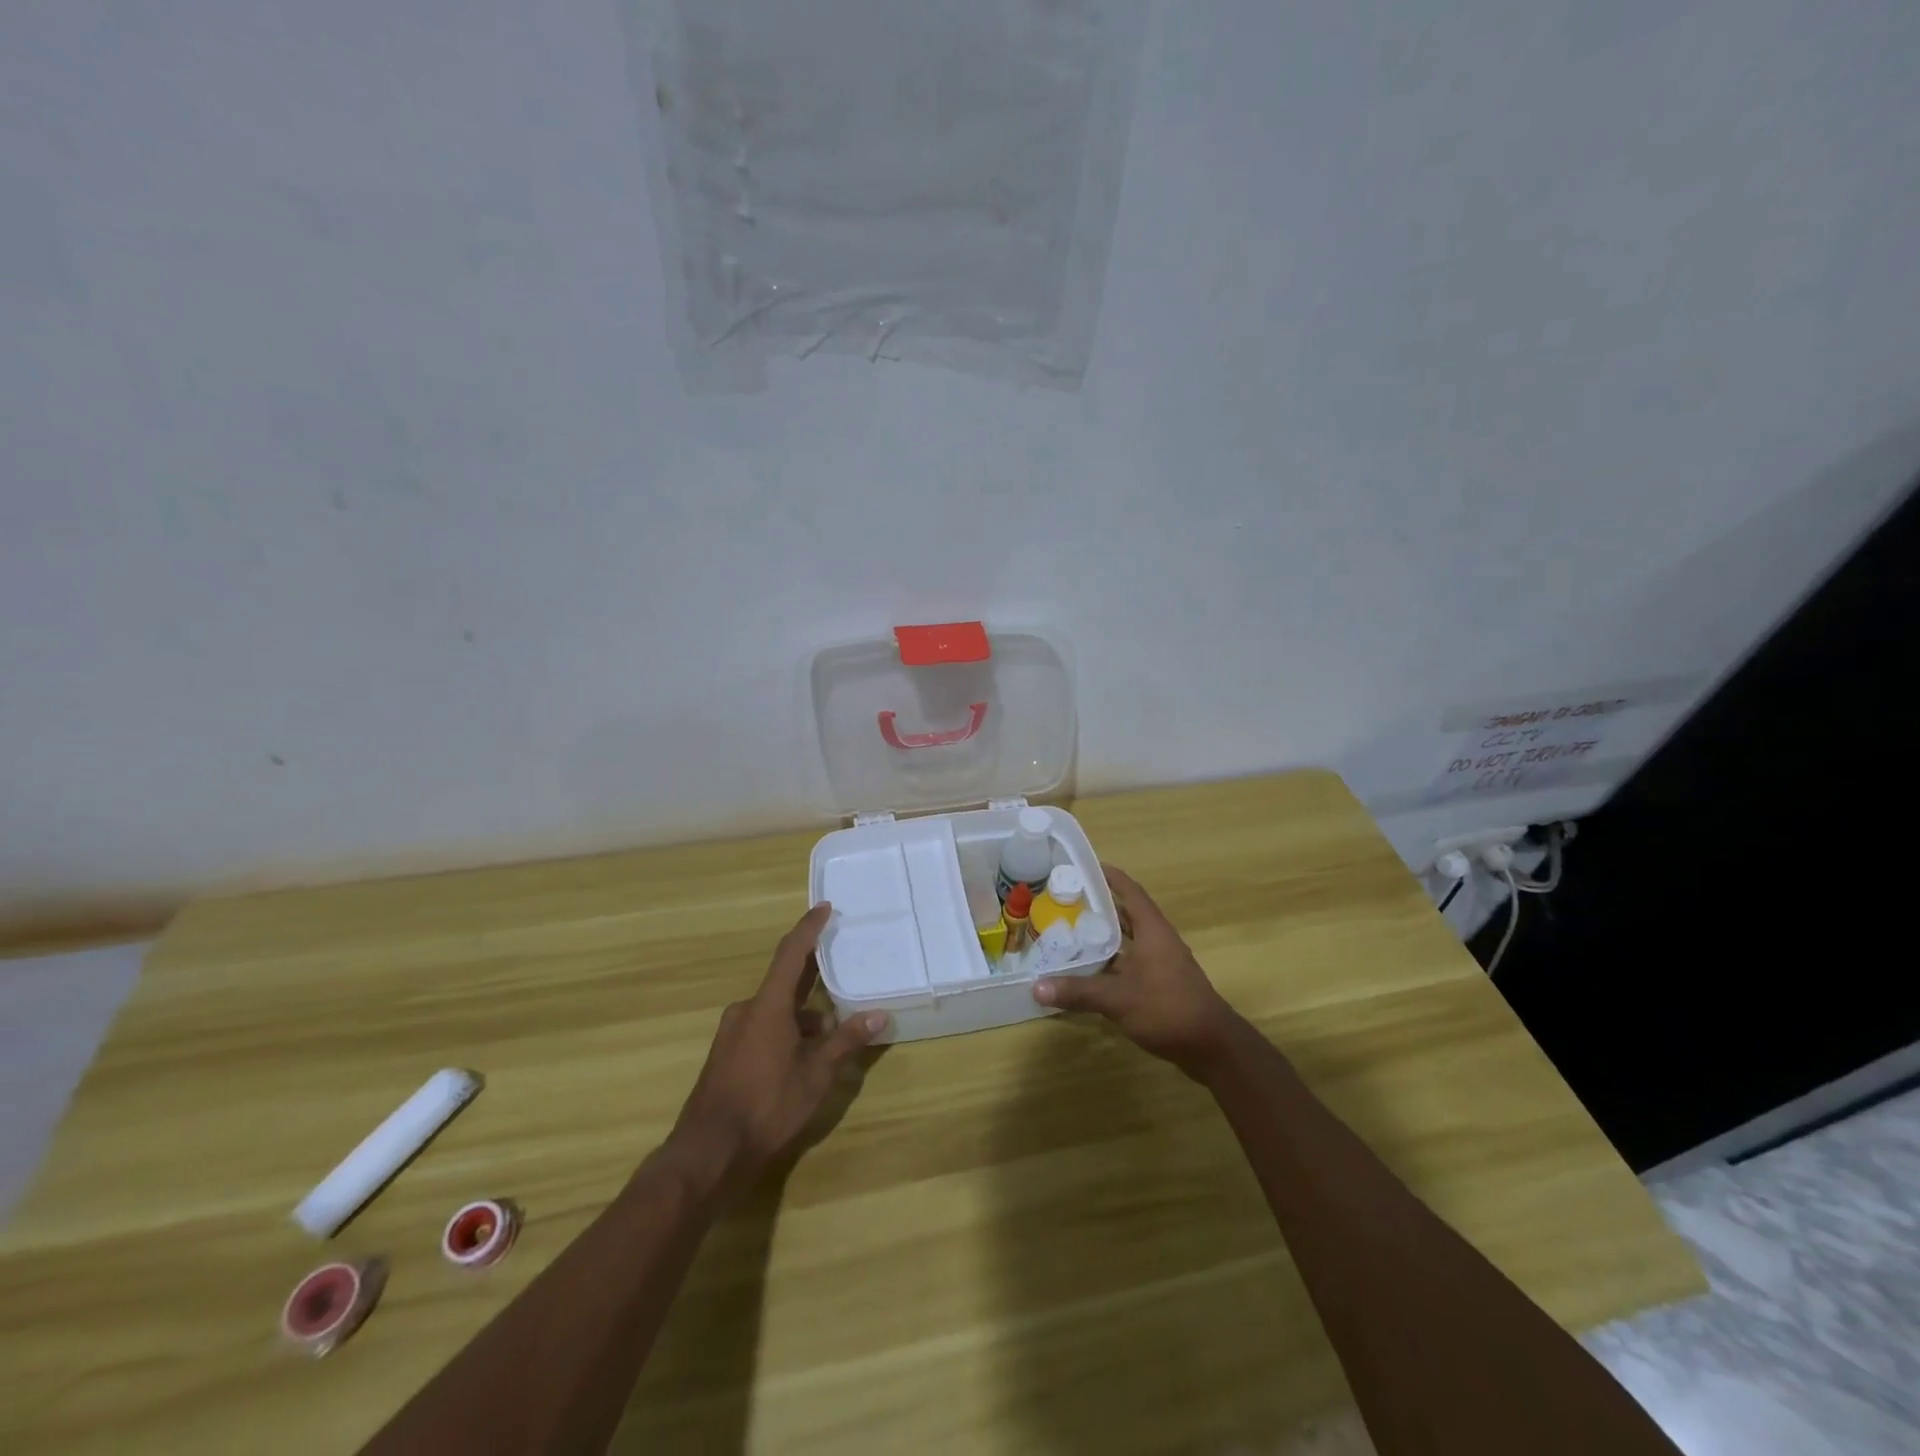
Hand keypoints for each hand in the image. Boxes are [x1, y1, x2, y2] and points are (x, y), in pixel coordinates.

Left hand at [667, 903, 886, 1192]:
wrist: (708, 1152)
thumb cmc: (766, 1106)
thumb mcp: (816, 1075)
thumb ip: (846, 1042)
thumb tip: (879, 1015)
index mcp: (768, 1005)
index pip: (791, 953)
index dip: (808, 928)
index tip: (824, 907)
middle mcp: (747, 1010)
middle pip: (785, 982)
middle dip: (814, 979)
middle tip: (841, 970)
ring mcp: (733, 1032)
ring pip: (775, 1009)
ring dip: (803, 1015)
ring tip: (831, 1034)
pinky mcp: (727, 1054)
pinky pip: (763, 1027)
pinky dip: (786, 1031)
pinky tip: (804, 1057)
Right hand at [1033, 866, 1243, 1078]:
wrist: (1212, 1046)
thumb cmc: (1167, 1008)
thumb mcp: (1118, 999)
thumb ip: (1078, 991)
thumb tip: (1036, 987)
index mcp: (1152, 929)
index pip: (1130, 891)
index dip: (1109, 876)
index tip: (1083, 867)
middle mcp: (1158, 939)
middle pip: (1126, 913)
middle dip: (1099, 906)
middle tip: (1065, 901)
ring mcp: (1162, 962)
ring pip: (1128, 939)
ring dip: (1104, 935)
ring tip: (1070, 931)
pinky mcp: (1161, 983)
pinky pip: (1131, 961)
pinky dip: (1111, 960)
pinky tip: (1089, 969)